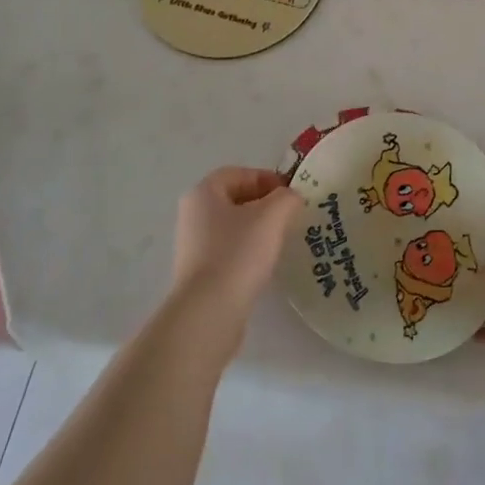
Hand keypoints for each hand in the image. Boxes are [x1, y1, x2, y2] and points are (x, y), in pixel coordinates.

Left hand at [169, 167, 303, 335]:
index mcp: (203, 193)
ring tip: (282, 240)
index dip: (267, 178)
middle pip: (235, 199)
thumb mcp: (272, 216)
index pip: (238, 173)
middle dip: (265, 204)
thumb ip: (287, 198)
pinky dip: (249, 251)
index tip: (291, 194)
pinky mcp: (199, 272)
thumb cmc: (238, 253)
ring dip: (259, 229)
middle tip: (291, 216)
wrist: (209, 311)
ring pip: (233, 226)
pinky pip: (229, 250)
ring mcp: (193, 245)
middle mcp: (193, 215)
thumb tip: (290, 197)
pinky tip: (266, 264)